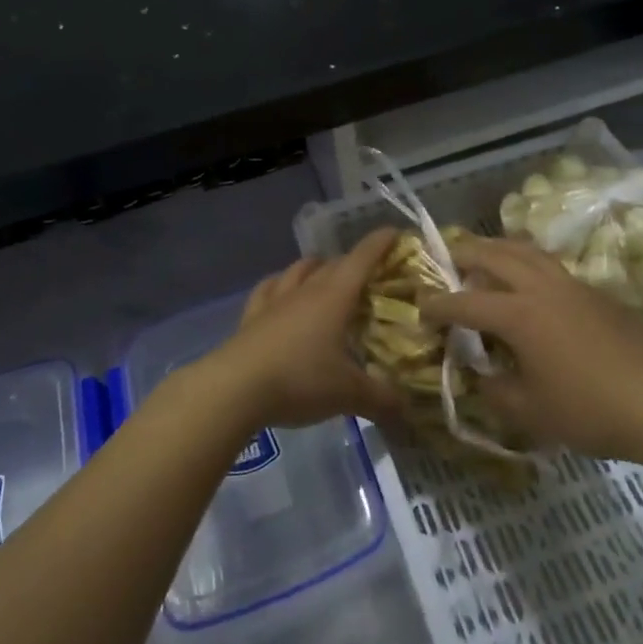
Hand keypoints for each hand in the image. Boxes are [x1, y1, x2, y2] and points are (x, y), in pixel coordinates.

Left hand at [201, 228, 402, 430]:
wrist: (234, 389)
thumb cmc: (299, 380)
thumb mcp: (348, 394)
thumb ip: (382, 400)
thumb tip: (408, 411)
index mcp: (334, 297)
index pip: (362, 259)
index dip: (380, 243)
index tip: (395, 232)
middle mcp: (305, 290)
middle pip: (332, 264)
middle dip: (353, 262)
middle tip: (369, 274)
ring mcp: (274, 301)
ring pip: (298, 270)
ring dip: (315, 267)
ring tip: (326, 274)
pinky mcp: (251, 318)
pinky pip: (268, 289)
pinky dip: (280, 285)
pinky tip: (280, 290)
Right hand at [420, 236, 642, 460]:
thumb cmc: (589, 409)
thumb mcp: (529, 412)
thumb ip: (495, 389)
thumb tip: (481, 372)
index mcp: (518, 314)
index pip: (465, 302)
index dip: (437, 304)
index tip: (420, 305)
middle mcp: (539, 287)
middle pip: (493, 255)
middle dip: (463, 254)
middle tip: (445, 260)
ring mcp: (570, 283)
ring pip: (525, 249)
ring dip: (497, 248)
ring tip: (482, 255)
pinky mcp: (593, 290)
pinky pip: (548, 263)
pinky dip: (525, 260)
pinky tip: (526, 279)